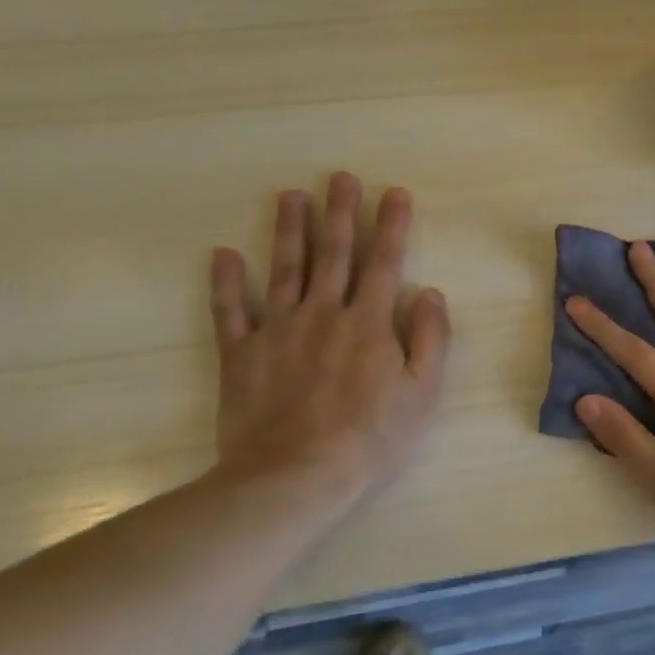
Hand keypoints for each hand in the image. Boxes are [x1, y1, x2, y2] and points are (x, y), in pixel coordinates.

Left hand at [208, 173, 450, 505]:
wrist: (294, 476)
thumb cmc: (370, 438)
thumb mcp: (421, 393)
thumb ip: (430, 338)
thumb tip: (430, 293)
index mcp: (369, 323)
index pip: (384, 262)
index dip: (391, 225)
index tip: (394, 192)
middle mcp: (323, 314)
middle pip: (333, 253)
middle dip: (339, 212)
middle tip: (339, 177)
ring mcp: (278, 330)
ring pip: (285, 269)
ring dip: (290, 230)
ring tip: (291, 196)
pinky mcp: (241, 354)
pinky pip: (231, 311)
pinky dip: (226, 282)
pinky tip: (224, 255)